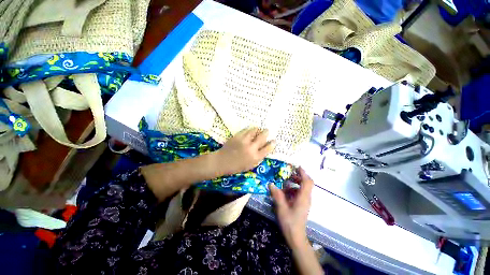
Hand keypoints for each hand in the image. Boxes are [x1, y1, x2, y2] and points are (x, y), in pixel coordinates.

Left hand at [216, 127, 275, 174]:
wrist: (222, 162)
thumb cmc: (236, 166)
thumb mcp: (250, 166)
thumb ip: (258, 158)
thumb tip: (265, 149)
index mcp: (255, 157)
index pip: (267, 148)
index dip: (272, 144)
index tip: (274, 141)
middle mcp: (251, 148)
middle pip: (262, 137)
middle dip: (266, 133)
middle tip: (267, 130)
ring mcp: (244, 141)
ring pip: (254, 131)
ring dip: (258, 129)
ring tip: (259, 128)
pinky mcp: (237, 136)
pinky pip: (246, 130)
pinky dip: (249, 129)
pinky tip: (250, 129)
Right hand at [270, 167, 312, 247]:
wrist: (296, 237)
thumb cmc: (290, 223)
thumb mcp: (281, 208)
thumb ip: (277, 195)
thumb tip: (271, 184)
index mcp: (303, 198)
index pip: (307, 182)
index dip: (303, 173)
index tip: (297, 167)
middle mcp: (306, 198)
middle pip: (307, 183)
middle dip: (299, 177)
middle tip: (289, 173)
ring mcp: (305, 202)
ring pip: (303, 188)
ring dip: (295, 183)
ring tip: (285, 182)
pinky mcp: (302, 205)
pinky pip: (300, 193)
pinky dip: (294, 189)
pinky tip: (285, 192)